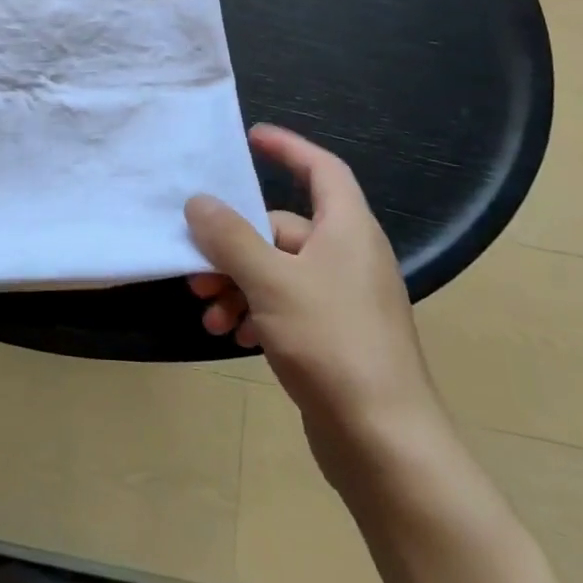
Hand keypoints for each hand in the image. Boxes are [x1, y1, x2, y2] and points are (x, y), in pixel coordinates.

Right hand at [185, 125, 443, 465]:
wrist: (386, 444)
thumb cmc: (332, 344)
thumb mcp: (271, 282)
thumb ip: (230, 237)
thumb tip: (198, 202)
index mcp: (348, 230)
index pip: (322, 170)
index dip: (288, 148)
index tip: (250, 137)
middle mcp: (349, 257)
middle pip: (282, 228)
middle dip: (234, 246)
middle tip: (196, 267)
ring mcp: (344, 300)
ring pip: (278, 271)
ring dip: (238, 285)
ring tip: (210, 313)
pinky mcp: (336, 337)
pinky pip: (287, 305)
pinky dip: (256, 312)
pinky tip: (234, 336)